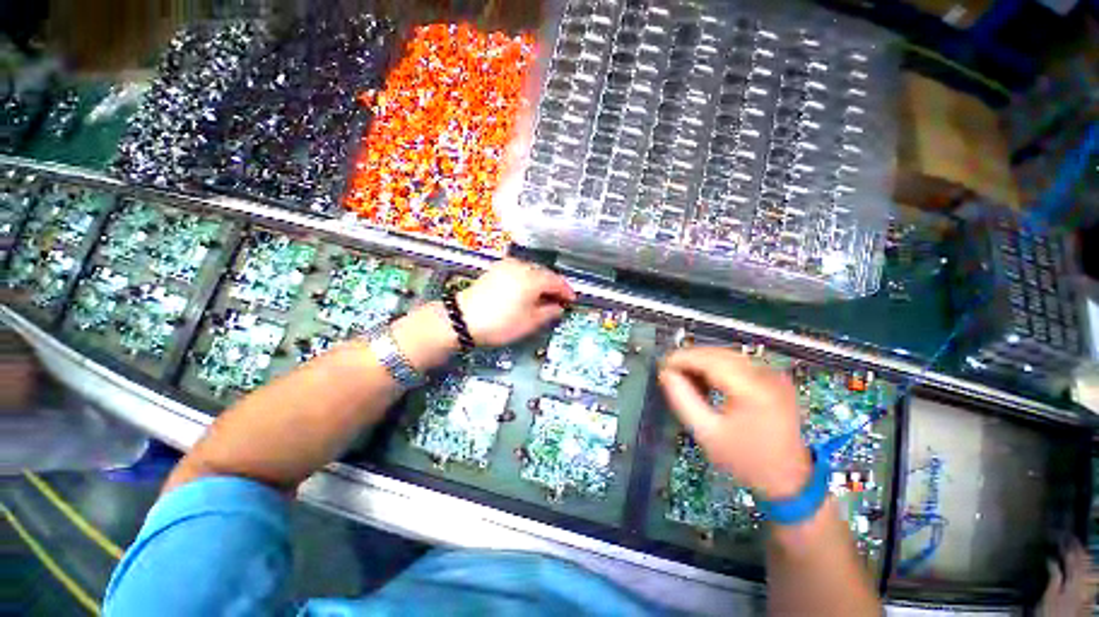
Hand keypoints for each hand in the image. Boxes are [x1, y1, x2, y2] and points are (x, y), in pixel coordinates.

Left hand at [458, 259, 575, 346]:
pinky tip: (527, 291)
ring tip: (544, 297)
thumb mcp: (530, 322)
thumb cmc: (500, 323)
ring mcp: (507, 266)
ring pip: (532, 271)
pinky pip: (519, 271)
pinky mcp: (496, 269)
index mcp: (533, 278)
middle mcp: (521, 267)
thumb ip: (549, 312)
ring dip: (541, 282)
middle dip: (554, 286)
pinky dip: (527, 279)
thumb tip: (558, 308)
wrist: (462, 319)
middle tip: (560, 300)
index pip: (557, 281)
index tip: (572, 300)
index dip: (567, 291)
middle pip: (545, 273)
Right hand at [659, 347, 812, 499]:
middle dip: (690, 359)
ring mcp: (773, 374)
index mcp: (752, 389)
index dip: (682, 358)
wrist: (791, 479)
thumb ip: (682, 399)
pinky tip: (708, 382)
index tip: (662, 366)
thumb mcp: (706, 433)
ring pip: (727, 355)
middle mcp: (766, 374)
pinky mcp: (774, 378)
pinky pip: (738, 363)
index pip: (710, 360)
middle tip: (671, 373)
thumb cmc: (746, 460)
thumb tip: (666, 373)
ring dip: (702, 362)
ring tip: (687, 379)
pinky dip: (718, 367)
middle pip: (718, 353)